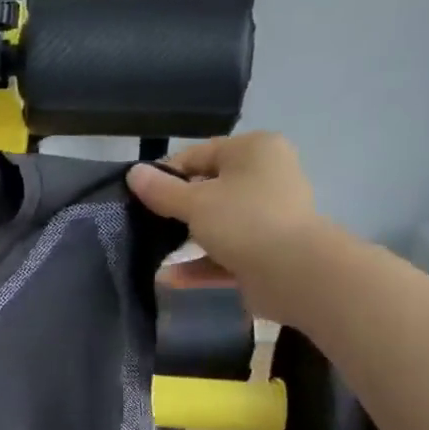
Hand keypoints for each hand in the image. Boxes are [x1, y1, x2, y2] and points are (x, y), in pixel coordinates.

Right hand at [126, 133, 326, 324]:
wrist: (295, 274)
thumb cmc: (244, 221)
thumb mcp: (194, 202)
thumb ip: (161, 190)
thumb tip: (133, 173)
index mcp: (254, 151)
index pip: (198, 154)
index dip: (164, 174)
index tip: (137, 196)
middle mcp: (266, 177)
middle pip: (209, 189)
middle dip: (175, 209)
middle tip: (143, 224)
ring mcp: (269, 217)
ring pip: (217, 224)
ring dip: (185, 239)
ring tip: (151, 251)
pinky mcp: (267, 252)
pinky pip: (226, 254)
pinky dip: (200, 264)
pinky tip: (169, 278)